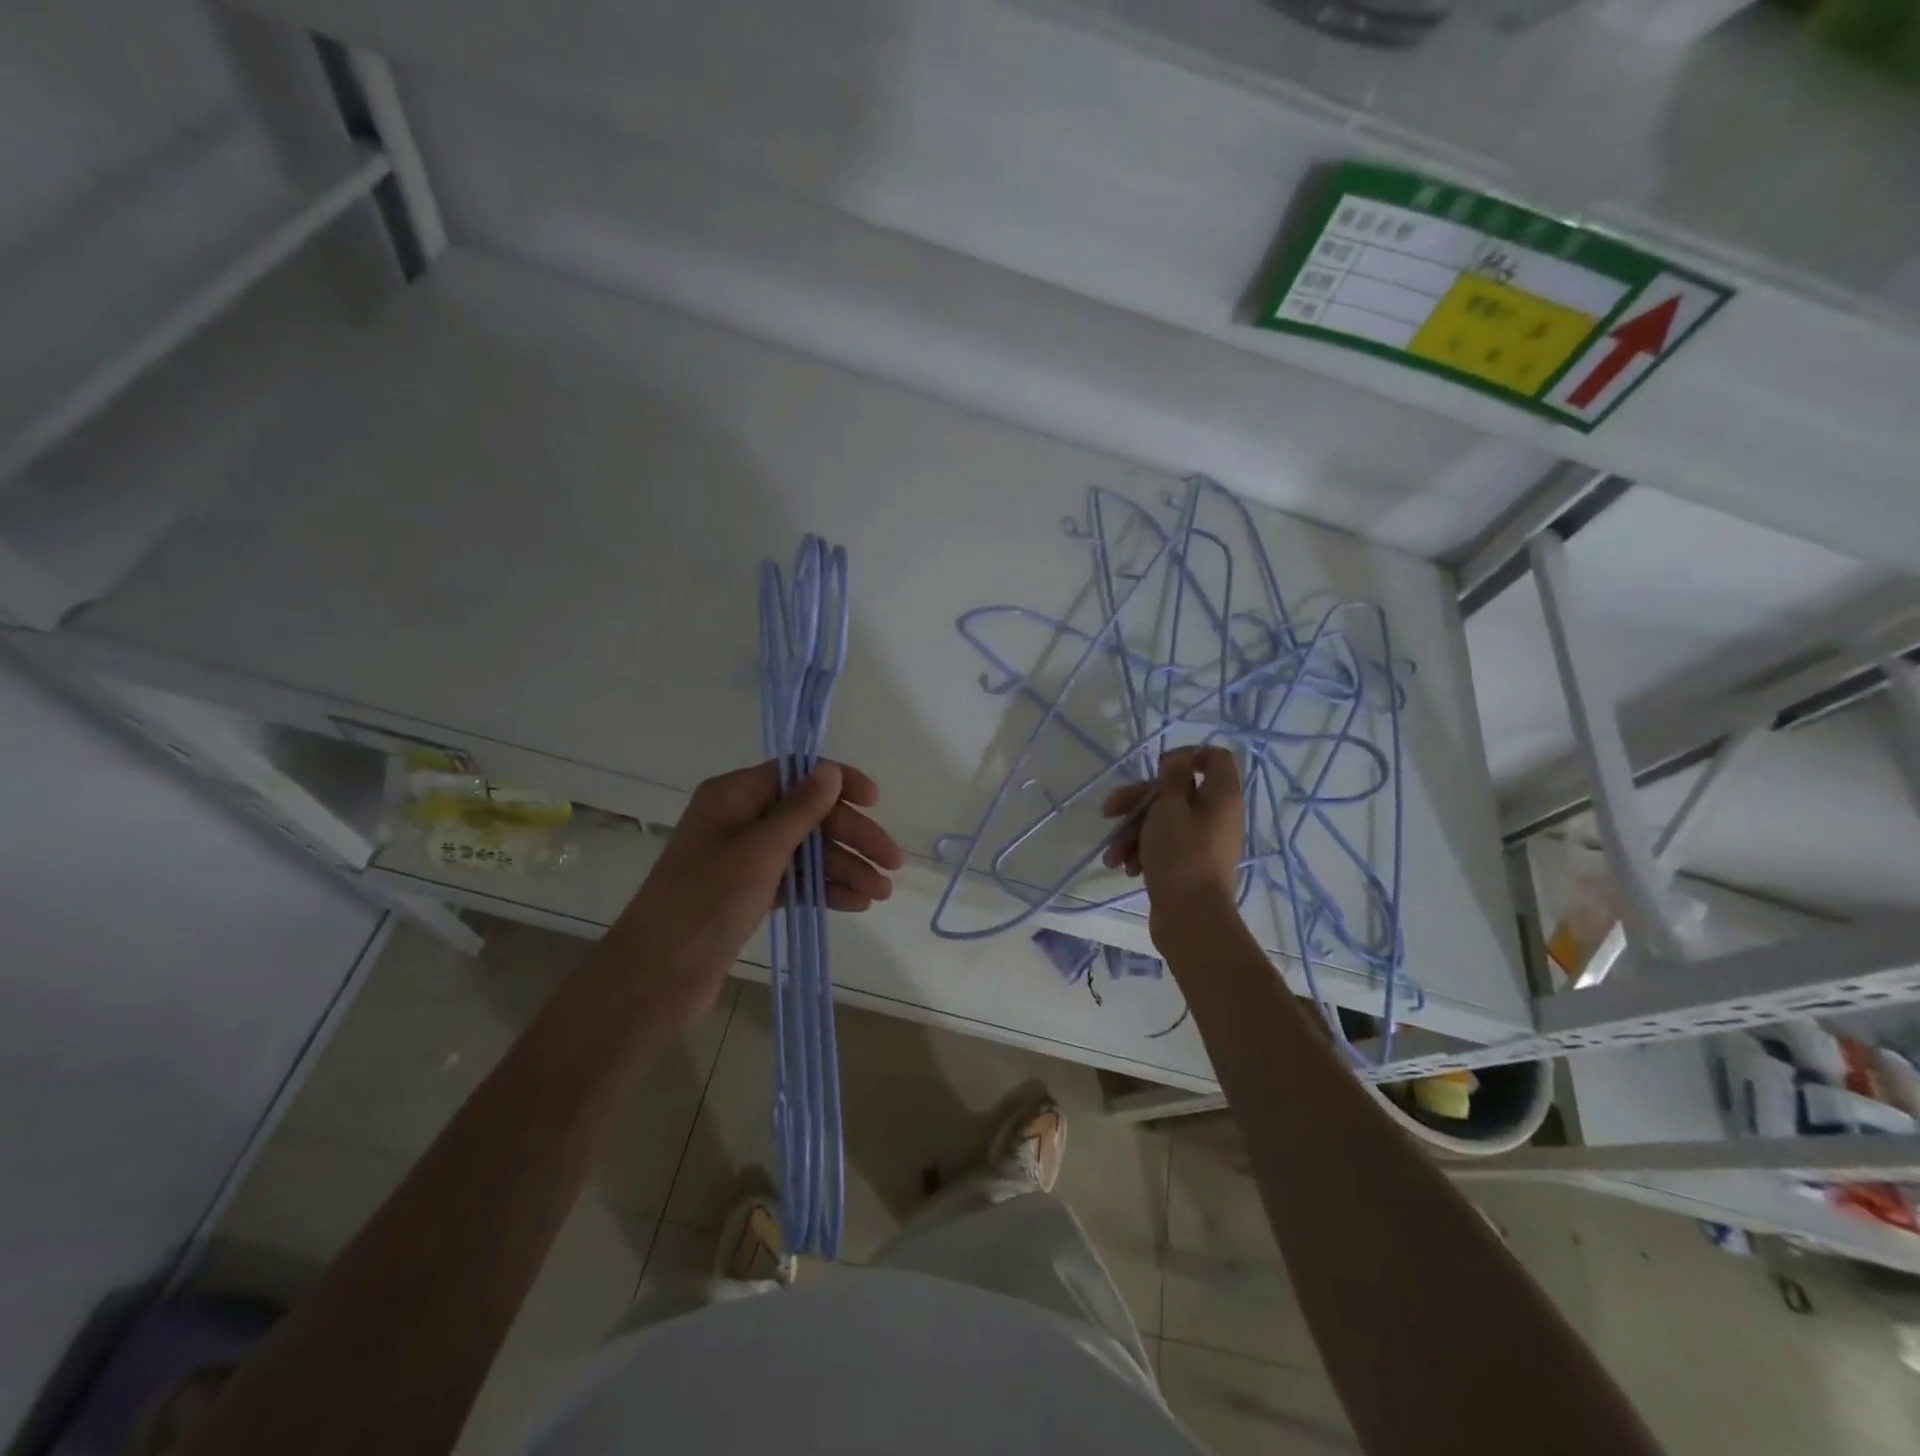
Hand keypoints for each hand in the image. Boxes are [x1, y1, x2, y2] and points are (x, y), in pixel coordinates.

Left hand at [609, 761, 902, 1021]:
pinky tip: (855, 903)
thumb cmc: (706, 902)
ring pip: (805, 852)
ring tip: (880, 894)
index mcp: (734, 795)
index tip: (875, 802)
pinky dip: (824, 889)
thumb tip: (831, 770)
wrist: (655, 976)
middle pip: (808, 816)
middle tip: (892, 865)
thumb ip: (800, 809)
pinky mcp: (747, 893)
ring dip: (844, 868)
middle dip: (851, 838)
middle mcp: (739, 819)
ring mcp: (743, 859)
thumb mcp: (759, 851)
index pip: (797, 774)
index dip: (839, 784)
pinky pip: (795, 880)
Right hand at [1101, 746, 1242, 941]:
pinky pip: (1163, 845)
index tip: (1158, 767)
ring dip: (1132, 832)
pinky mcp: (1188, 863)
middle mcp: (1216, 815)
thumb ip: (1172, 779)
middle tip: (1109, 811)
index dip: (1187, 755)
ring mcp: (1202, 841)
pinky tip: (1125, 867)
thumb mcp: (1169, 809)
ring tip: (1113, 855)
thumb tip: (1178, 758)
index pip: (1215, 758)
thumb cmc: (1180, 856)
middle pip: (1176, 792)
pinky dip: (1142, 851)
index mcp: (1220, 796)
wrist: (1190, 918)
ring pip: (1162, 820)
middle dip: (1138, 801)